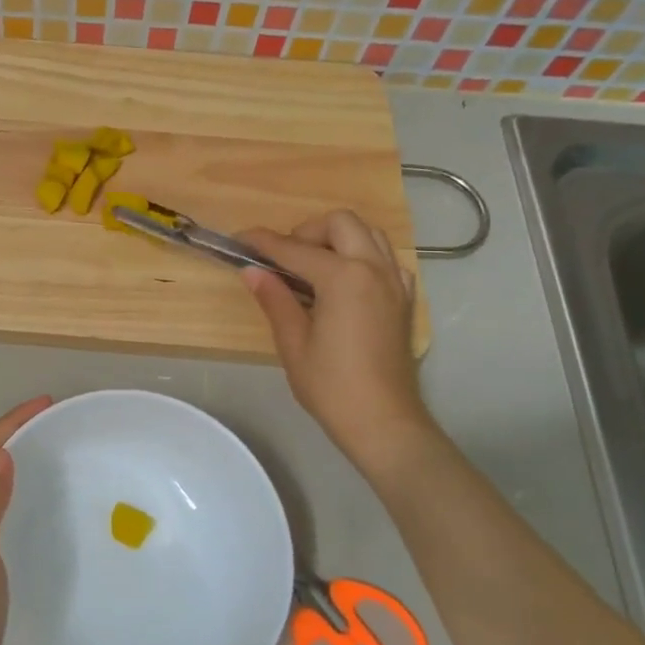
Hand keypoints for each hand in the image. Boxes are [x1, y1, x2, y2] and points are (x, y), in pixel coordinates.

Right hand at [239, 211, 437, 471]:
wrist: (383, 421)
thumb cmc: (331, 386)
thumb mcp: (293, 343)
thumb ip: (275, 299)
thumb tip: (252, 271)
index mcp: (344, 278)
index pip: (295, 249)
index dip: (263, 242)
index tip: (240, 239)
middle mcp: (374, 269)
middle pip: (340, 222)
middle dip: (307, 231)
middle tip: (284, 259)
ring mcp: (395, 282)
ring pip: (368, 233)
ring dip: (337, 238)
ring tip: (312, 266)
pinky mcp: (404, 299)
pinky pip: (385, 258)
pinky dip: (362, 256)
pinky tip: (343, 283)